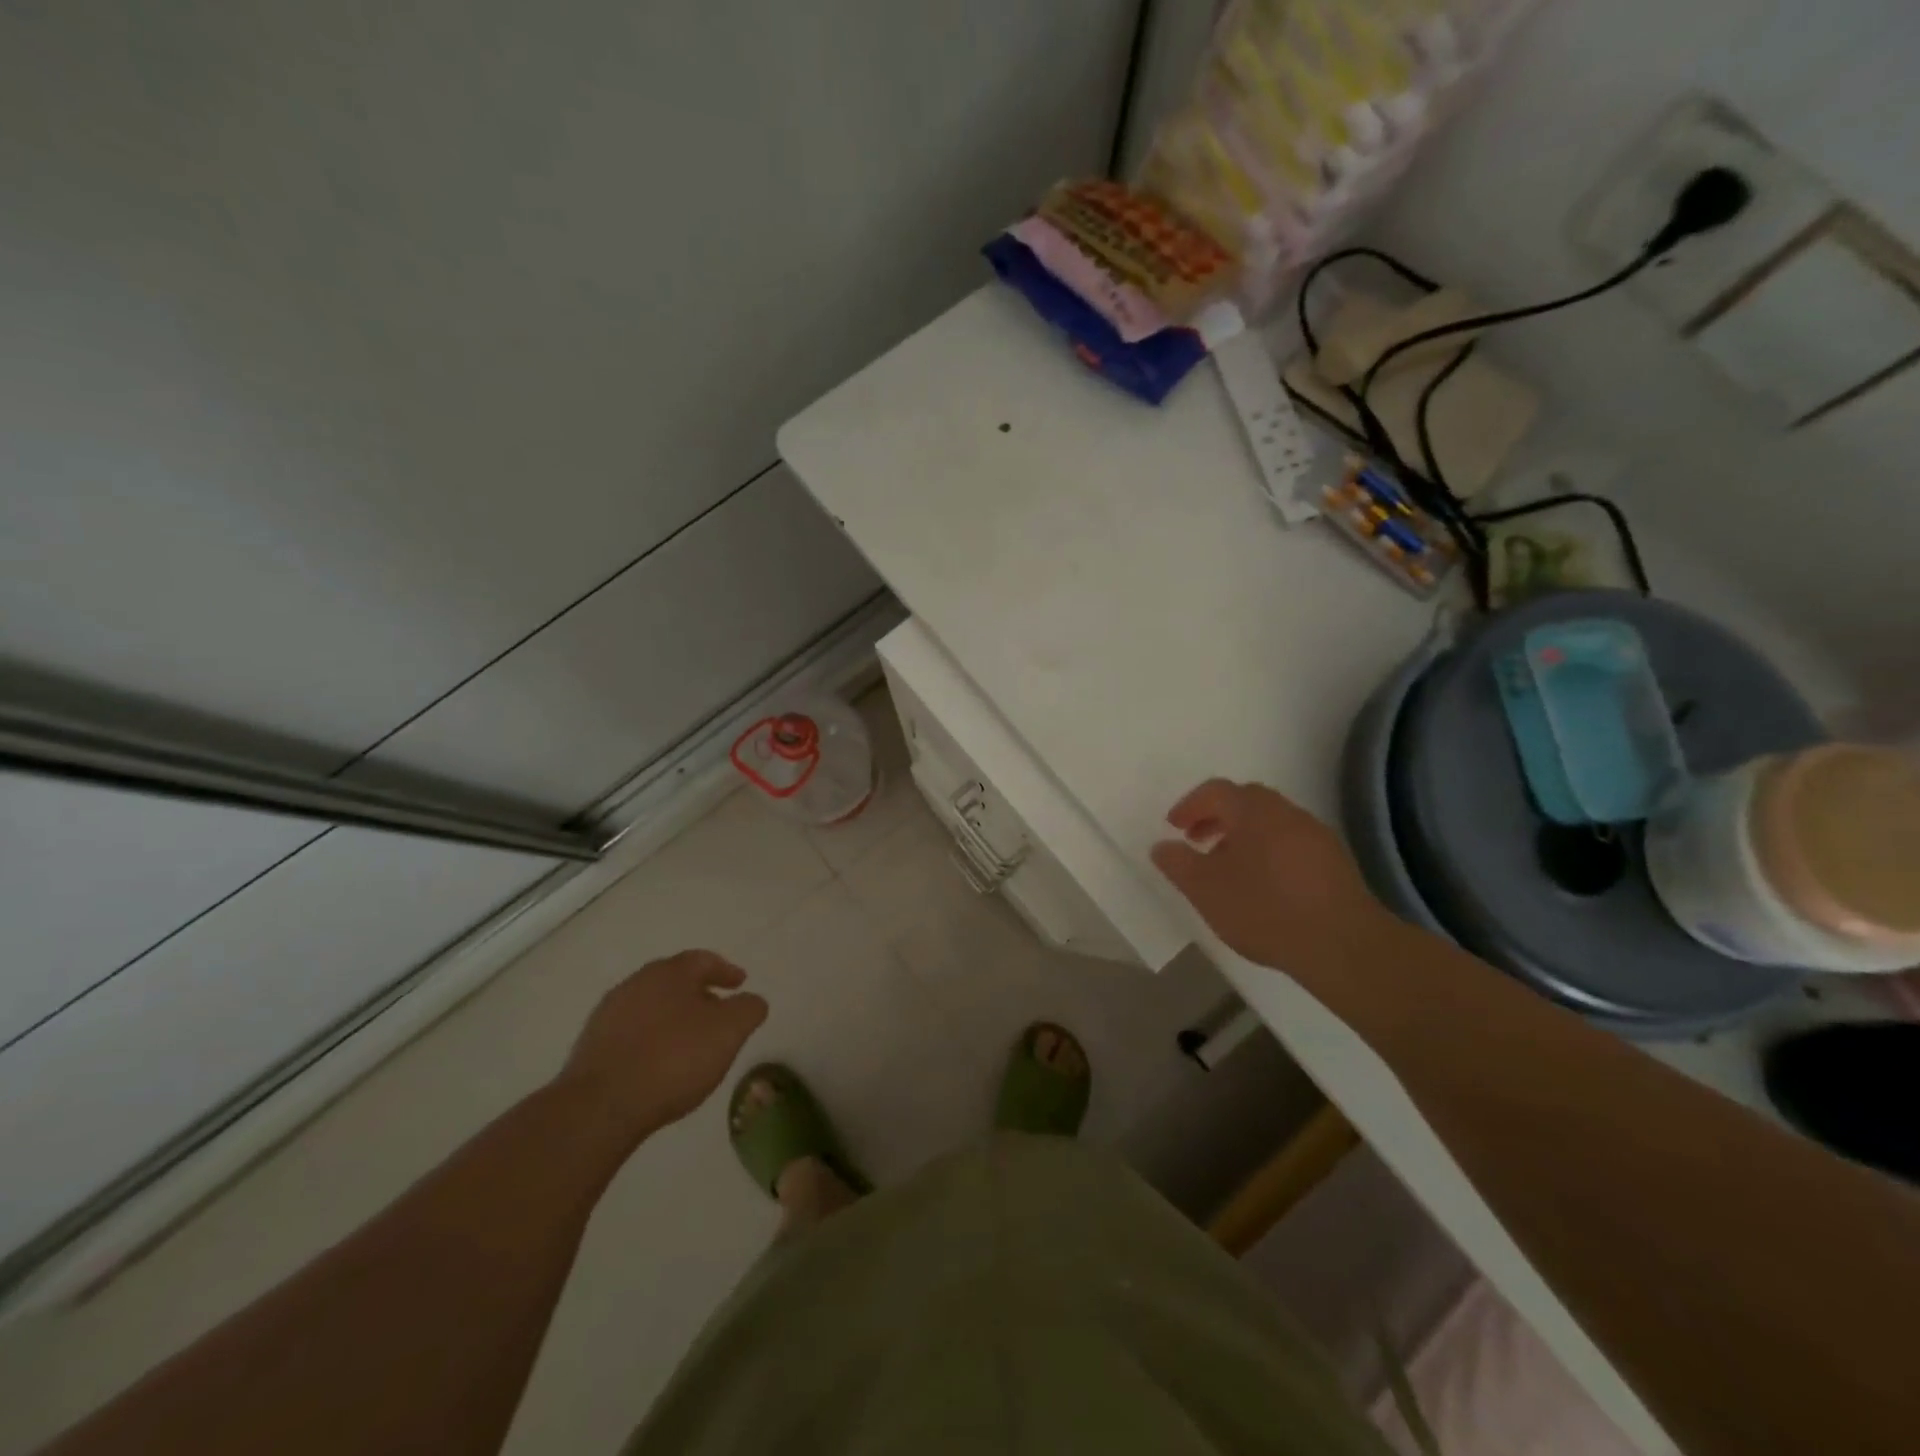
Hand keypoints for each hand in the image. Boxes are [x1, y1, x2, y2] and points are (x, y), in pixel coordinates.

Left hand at [560, 951, 767, 1141]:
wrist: (600, 1107)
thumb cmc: (673, 1059)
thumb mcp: (730, 1031)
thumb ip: (749, 1009)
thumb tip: (751, 1001)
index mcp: (670, 972)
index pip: (703, 960)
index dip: (726, 970)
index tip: (741, 983)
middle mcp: (636, 983)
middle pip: (674, 981)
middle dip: (699, 993)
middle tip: (718, 1012)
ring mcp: (609, 1014)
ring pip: (651, 1006)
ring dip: (673, 1017)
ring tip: (689, 1043)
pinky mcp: (591, 1046)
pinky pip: (632, 1033)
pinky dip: (651, 1039)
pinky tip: (659, 1064)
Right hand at [1150, 779, 1380, 970]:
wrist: (1342, 945)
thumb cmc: (1264, 909)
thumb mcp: (1205, 890)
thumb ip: (1178, 864)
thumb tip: (1161, 846)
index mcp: (1253, 811)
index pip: (1215, 791)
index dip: (1190, 805)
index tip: (1174, 828)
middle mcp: (1287, 812)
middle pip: (1246, 801)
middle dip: (1217, 817)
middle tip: (1198, 842)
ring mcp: (1316, 835)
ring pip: (1270, 822)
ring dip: (1243, 835)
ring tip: (1228, 868)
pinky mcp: (1335, 862)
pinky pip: (1291, 843)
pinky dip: (1268, 851)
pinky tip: (1263, 885)